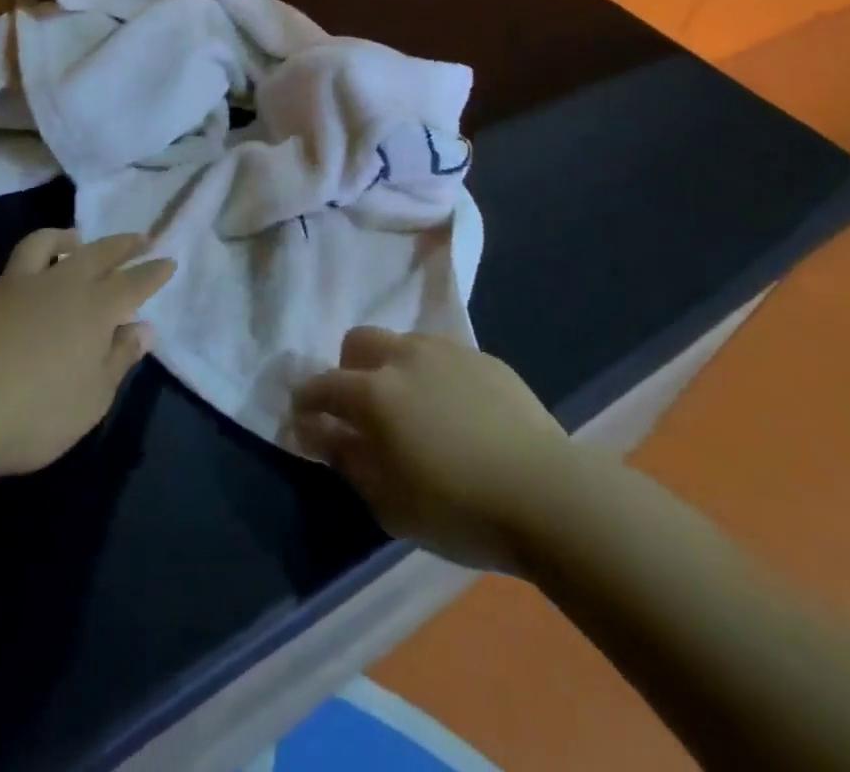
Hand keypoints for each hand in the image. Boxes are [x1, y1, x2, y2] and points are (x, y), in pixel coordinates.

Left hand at [0, 230, 172, 478]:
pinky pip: (17, 265)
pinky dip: (34, 261)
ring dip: (69, 237)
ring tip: (76, 239)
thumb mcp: (92, 398)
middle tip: (140, 238)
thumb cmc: (35, 413)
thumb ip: (119, 358)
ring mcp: (21, 284)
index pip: (134, 283)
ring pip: (49, 243)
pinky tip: (31, 277)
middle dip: (123, 244)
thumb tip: (144, 328)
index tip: (169, 261)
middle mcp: (62, 284)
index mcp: (95, 309)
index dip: (153, 272)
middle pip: (99, 253)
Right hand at [291, 328, 568, 572]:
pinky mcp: (484, 359)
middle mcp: (405, 357)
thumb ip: (348, 460)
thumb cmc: (459, 509)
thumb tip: (319, 433)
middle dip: (347, 367)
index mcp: (374, 393)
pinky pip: (444, 357)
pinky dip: (434, 376)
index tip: (302, 415)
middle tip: (359, 406)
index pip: (323, 385)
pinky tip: (456, 412)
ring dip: (393, 366)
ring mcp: (447, 352)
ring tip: (412, 407)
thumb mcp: (389, 501)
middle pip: (359, 341)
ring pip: (403, 342)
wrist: (547, 494)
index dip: (306, 399)